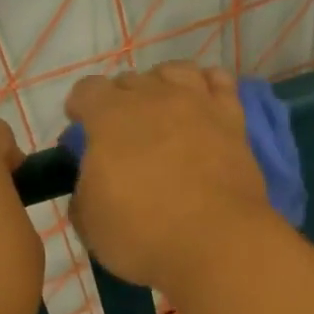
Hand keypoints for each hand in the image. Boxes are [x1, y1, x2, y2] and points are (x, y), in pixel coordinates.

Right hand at [64, 63, 283, 293]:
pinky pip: (220, 81)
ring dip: (162, 84)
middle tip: (124, 133)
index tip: (81, 126)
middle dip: (120, 100)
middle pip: (130, 80)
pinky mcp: (232, 118)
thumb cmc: (143, 234)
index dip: (80, 106)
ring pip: (175, 71)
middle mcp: (153, 97)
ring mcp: (197, 103)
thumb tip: (93, 179)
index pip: (87, 89)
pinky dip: (208, 85)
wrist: (216, 242)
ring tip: (162, 109)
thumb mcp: (89, 222)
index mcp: (109, 117)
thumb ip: (84, 189)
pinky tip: (204, 101)